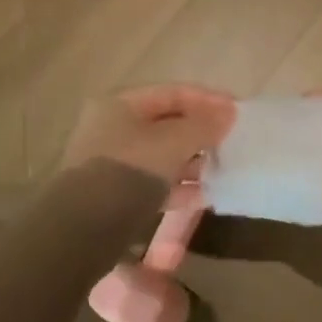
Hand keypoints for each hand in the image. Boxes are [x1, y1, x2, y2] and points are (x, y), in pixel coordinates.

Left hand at [61, 84, 236, 208]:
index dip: (207, 100)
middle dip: (200, 132)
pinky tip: (204, 196)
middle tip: (231, 142)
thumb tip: (228, 113)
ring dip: (192, 161)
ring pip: (161, 155)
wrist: (84, 229)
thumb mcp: (173, 143)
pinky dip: (178, 186)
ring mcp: (112, 162)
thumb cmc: (129, 170)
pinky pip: (154, 182)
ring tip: (222, 170)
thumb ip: (203, 125)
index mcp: (120, 104)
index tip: (237, 111)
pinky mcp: (115, 194)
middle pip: (166, 123)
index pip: (172, 92)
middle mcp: (112, 127)